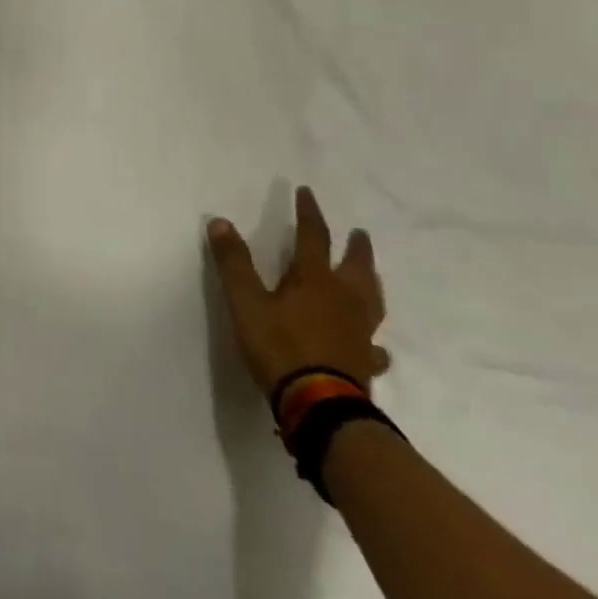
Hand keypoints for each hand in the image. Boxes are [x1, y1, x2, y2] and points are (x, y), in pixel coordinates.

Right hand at [207, 186, 390, 396]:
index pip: (313, 237)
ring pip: (371, 301)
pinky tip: (377, 345)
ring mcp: (359, 332)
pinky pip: (374, 345)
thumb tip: (220, 221)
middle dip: (355, 247)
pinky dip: (374, 340)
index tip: (307, 192)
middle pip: (355, 267)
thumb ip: (233, 263)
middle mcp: (343, 300)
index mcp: (314, 280)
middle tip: (359, 233)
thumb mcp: (246, 302)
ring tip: (371, 276)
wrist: (320, 406)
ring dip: (370, 283)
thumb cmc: (280, 348)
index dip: (309, 213)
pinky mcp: (364, 361)